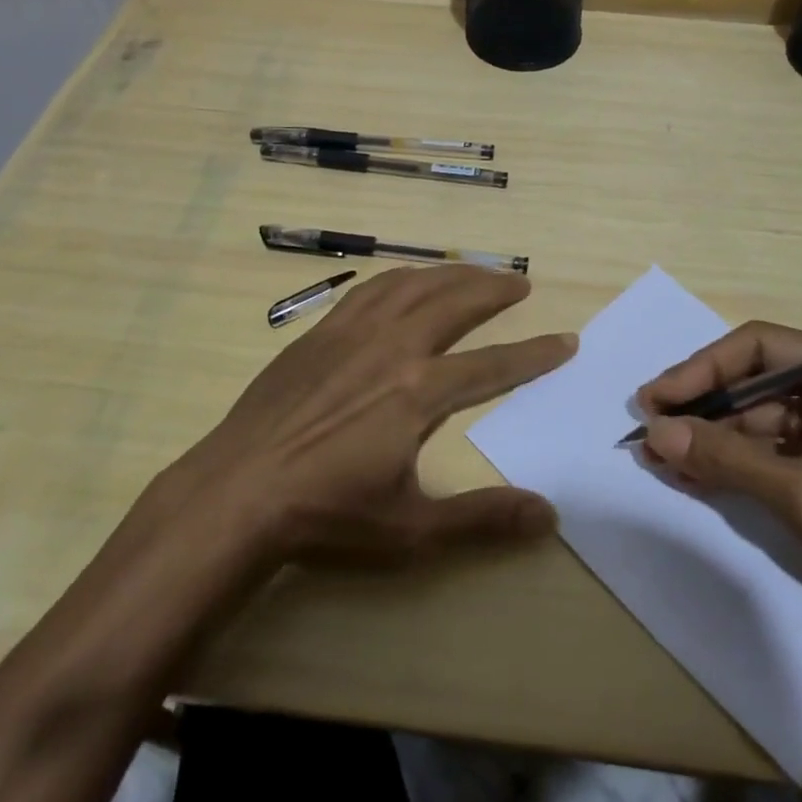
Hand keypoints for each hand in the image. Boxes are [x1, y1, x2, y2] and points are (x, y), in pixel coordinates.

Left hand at [183, 265, 575, 566]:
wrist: (235, 493)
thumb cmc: (325, 516)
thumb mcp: (411, 530)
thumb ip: (482, 518)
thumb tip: (549, 514)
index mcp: (419, 392)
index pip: (493, 365)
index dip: (534, 354)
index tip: (566, 340)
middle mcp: (392, 347)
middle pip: (455, 302)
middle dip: (494, 289)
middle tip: (521, 282)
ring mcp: (351, 334)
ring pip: (413, 285)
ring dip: (451, 273)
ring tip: (475, 272)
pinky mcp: (319, 333)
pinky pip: (370, 290)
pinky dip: (401, 278)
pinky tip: (406, 282)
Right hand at [637, 322, 801, 621]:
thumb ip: (727, 459)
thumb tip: (654, 434)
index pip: (757, 346)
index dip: (701, 369)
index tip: (656, 399)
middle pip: (751, 380)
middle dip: (700, 407)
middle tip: (649, 428)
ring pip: (754, 416)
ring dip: (710, 437)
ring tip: (660, 457)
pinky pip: (767, 447)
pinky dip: (732, 461)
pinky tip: (692, 474)